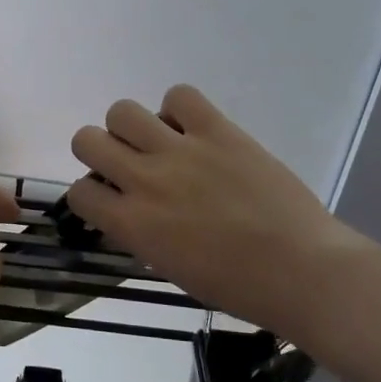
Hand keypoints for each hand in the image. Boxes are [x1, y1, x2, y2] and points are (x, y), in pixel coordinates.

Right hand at [67, 85, 355, 331]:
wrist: (301, 270)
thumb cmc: (236, 286)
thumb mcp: (170, 268)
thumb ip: (140, 234)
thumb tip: (129, 211)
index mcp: (132, 224)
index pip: (80, 191)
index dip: (91, 194)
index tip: (111, 198)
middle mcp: (145, 180)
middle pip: (87, 140)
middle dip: (100, 152)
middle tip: (127, 164)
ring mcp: (181, 151)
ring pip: (122, 111)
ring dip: (132, 127)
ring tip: (158, 142)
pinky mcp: (218, 131)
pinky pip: (180, 96)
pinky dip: (179, 109)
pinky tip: (193, 129)